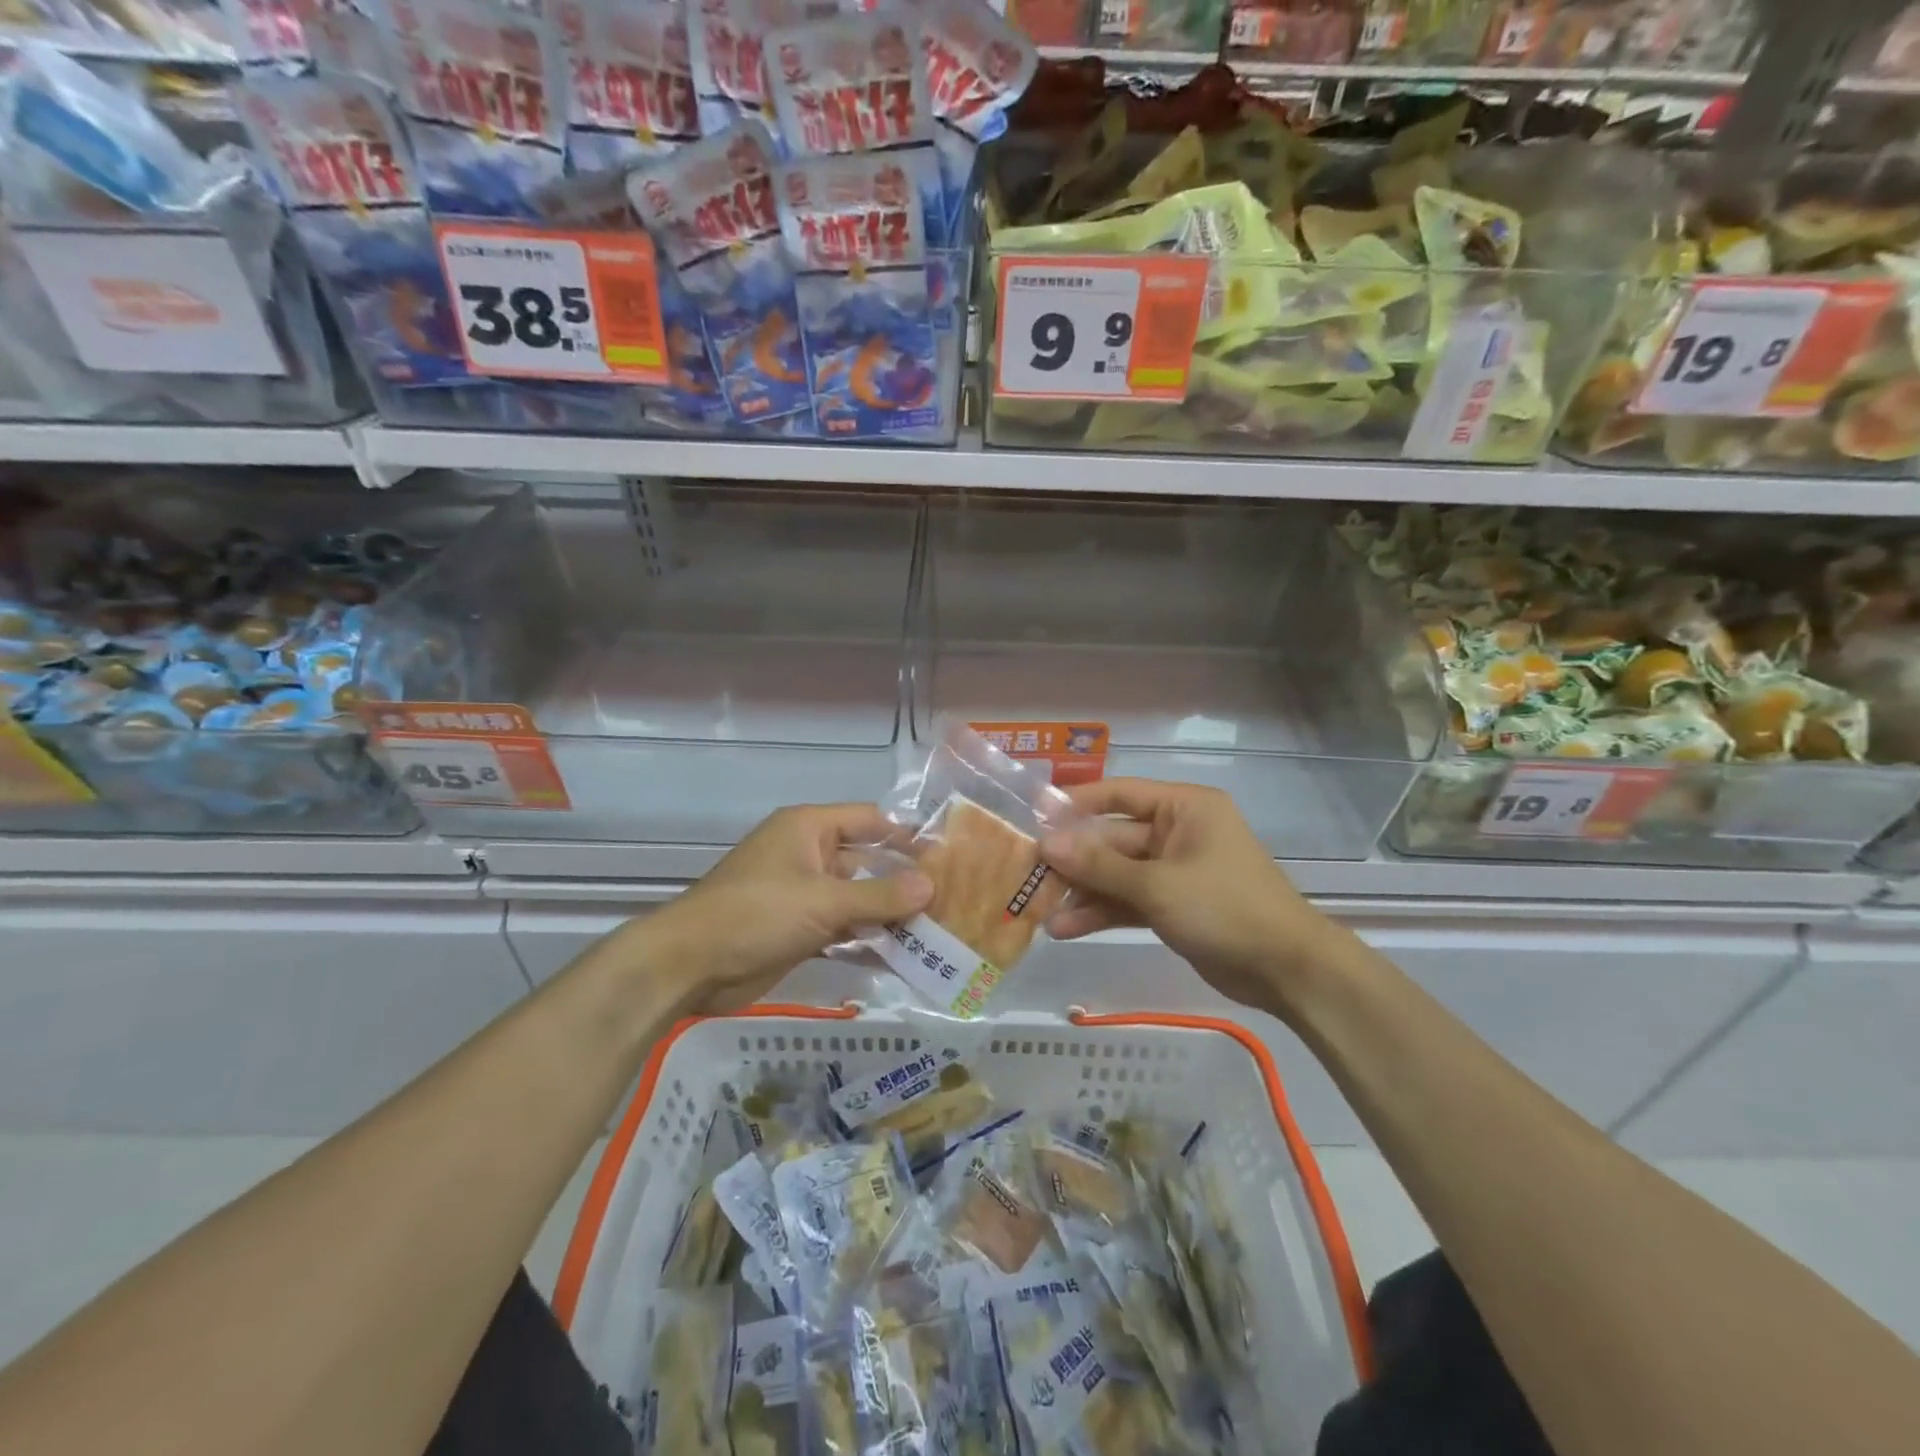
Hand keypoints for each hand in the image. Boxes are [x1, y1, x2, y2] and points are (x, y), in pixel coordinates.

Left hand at [640, 804, 931, 1012]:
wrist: (691, 966)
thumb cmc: (757, 914)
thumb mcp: (823, 901)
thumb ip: (880, 895)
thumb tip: (932, 885)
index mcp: (809, 829)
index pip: (869, 820)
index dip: (905, 835)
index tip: (946, 856)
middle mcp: (809, 855)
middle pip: (867, 861)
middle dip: (903, 881)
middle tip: (951, 900)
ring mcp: (803, 894)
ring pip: (857, 898)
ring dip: (890, 915)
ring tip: (938, 931)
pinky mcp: (799, 929)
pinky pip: (843, 927)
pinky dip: (868, 939)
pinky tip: (904, 957)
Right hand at [1041, 779, 1335, 1012]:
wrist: (1286, 970)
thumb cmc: (1225, 908)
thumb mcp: (1157, 885)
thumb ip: (1100, 865)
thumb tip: (1046, 843)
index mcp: (1184, 808)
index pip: (1119, 793)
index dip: (1076, 804)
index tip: (1034, 817)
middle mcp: (1177, 832)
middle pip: (1113, 839)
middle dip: (1075, 861)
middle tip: (1030, 875)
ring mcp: (1174, 870)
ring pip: (1117, 874)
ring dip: (1084, 893)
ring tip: (1042, 913)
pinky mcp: (1173, 904)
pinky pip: (1129, 900)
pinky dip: (1103, 913)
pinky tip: (1067, 929)